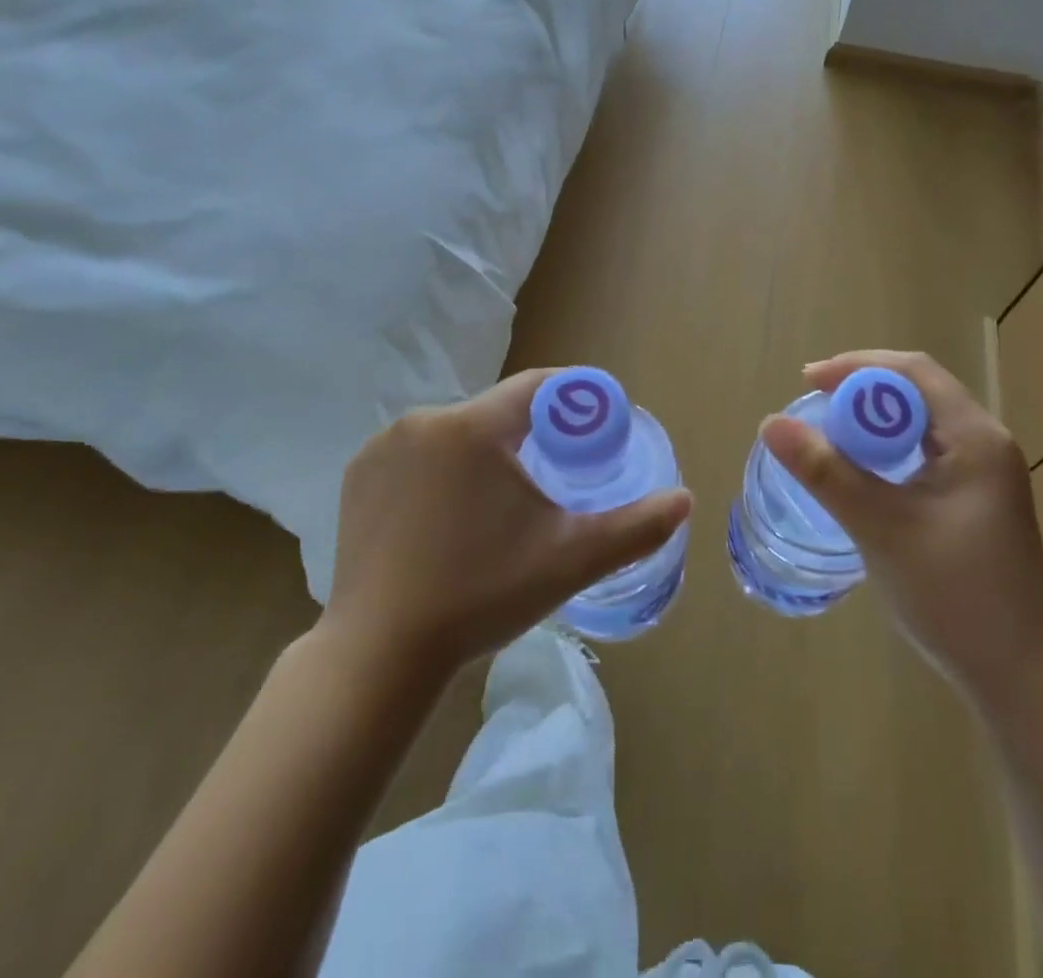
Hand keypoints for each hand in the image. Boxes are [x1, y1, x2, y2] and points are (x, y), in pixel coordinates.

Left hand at [321, 368, 692, 674]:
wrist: (379, 655)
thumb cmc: (481, 595)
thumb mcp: (570, 559)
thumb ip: (634, 526)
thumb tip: (684, 500)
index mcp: (475, 426)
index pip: (539, 387)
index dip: (574, 402)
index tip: (594, 430)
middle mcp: (425, 420)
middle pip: (497, 412)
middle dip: (530, 435)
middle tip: (552, 480)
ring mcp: (384, 446)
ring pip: (457, 432)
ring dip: (485, 452)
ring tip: (499, 504)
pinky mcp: (357, 473)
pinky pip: (417, 453)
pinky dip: (441, 469)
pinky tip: (446, 513)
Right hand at [760, 350, 1042, 697]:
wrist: (1020, 678)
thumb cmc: (954, 597)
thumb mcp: (881, 528)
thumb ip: (826, 472)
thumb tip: (771, 423)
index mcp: (976, 438)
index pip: (913, 371)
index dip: (857, 367)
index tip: (808, 381)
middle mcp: (987, 443)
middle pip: (919, 390)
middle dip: (863, 390)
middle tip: (814, 406)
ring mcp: (986, 473)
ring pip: (923, 422)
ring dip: (876, 420)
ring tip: (831, 433)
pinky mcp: (978, 499)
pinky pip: (928, 451)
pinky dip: (891, 448)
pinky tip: (864, 472)